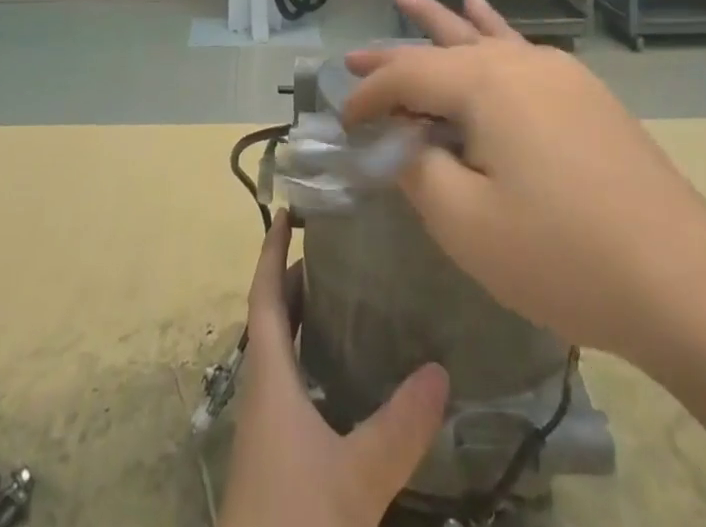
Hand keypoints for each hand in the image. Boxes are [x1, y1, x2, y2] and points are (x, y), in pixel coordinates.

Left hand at [217, 211, 449, 526]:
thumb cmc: (297, 521)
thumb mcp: (357, 476)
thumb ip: (400, 425)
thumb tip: (442, 370)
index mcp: (268, 377)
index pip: (264, 296)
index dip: (272, 251)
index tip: (287, 210)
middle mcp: (263, 391)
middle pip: (273, 318)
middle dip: (296, 278)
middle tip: (337, 248)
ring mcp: (268, 426)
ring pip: (282, 353)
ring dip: (305, 319)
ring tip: (348, 297)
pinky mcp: (278, 456)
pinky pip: (293, 385)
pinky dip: (313, 360)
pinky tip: (347, 375)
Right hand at [344, 0, 705, 359]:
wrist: (684, 280)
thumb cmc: (562, 254)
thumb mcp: (466, 223)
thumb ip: (418, 170)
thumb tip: (401, 142)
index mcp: (485, 83)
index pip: (407, 75)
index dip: (369, 98)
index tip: (343, 125)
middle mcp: (519, 63)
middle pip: (442, 48)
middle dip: (394, 52)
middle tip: (352, 54)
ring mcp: (558, 74)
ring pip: (483, 40)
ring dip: (441, 24)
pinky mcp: (585, 96)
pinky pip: (522, 52)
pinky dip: (494, 31)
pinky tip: (483, 13)